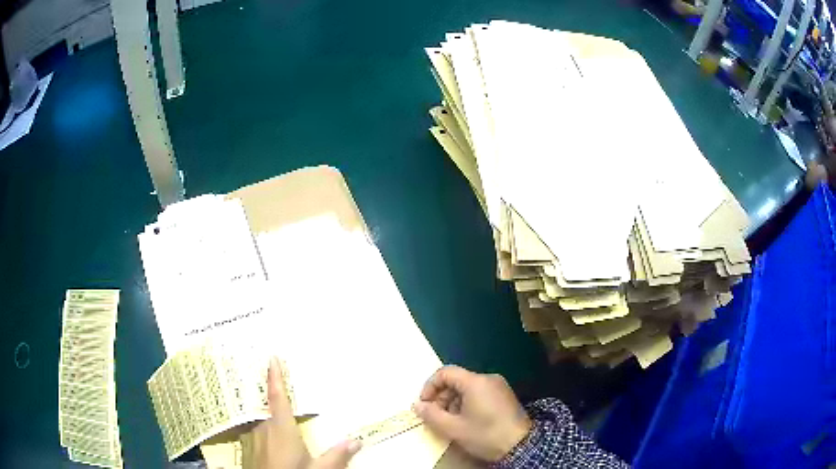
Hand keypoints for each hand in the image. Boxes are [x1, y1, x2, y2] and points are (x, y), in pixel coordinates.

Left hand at [250, 358, 361, 468]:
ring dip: (270, 422)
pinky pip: (256, 435)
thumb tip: (356, 440)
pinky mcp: (247, 450)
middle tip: (281, 396)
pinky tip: (270, 446)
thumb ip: (337, 455)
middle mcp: (263, 429)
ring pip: (262, 424)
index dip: (274, 377)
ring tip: (278, 427)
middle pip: (269, 411)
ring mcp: (252, 439)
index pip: (278, 398)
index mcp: (281, 428)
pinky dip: (263, 434)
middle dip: (276, 405)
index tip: (271, 358)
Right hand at [413, 365, 531, 461]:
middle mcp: (488, 378)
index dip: (430, 386)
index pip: (445, 372)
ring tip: (451, 422)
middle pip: (456, 380)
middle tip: (436, 417)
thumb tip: (417, 405)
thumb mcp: (454, 428)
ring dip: (453, 402)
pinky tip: (467, 421)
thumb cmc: (485, 435)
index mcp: (475, 382)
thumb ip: (431, 415)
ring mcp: (499, 386)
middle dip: (442, 397)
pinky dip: (467, 403)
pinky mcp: (505, 395)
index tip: (425, 405)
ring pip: (467, 388)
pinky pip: (479, 393)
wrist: (520, 445)